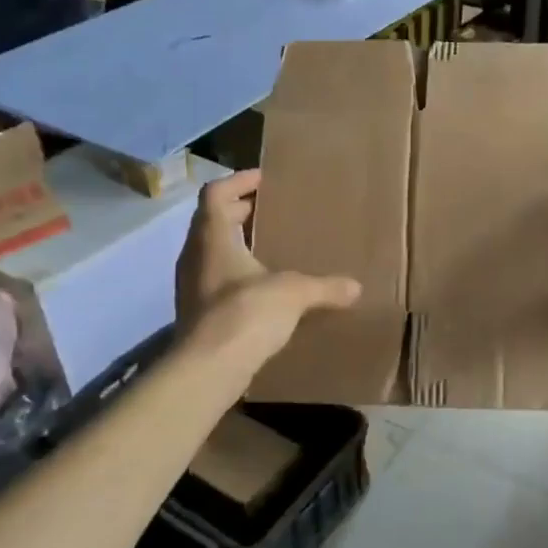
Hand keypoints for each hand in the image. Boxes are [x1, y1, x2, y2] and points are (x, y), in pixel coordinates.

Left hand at [176, 171, 359, 369]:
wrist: (208, 368)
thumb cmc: (246, 313)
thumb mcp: (294, 293)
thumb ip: (325, 287)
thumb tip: (356, 288)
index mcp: (213, 238)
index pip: (216, 194)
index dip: (238, 181)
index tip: (263, 178)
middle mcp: (195, 256)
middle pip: (210, 221)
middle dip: (239, 212)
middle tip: (268, 210)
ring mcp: (191, 287)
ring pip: (210, 252)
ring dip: (235, 245)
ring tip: (266, 247)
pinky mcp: (196, 313)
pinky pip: (214, 280)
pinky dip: (234, 275)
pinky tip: (260, 289)